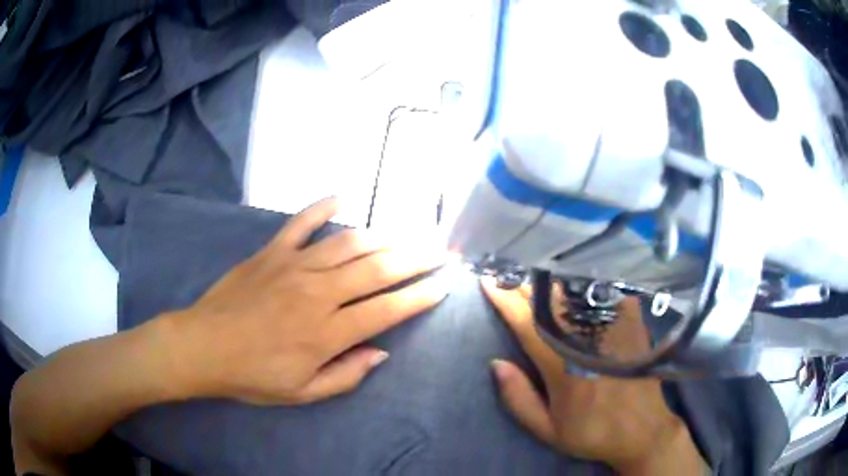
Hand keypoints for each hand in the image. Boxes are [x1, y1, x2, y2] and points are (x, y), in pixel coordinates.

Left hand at [163, 197, 448, 404]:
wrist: (203, 346)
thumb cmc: (252, 375)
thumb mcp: (302, 392)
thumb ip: (346, 375)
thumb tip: (381, 353)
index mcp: (327, 332)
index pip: (387, 310)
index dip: (420, 296)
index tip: (444, 284)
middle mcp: (318, 293)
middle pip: (377, 270)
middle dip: (415, 260)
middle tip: (440, 251)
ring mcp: (293, 266)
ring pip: (348, 244)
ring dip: (383, 237)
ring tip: (406, 235)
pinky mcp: (272, 252)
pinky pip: (301, 223)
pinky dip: (322, 207)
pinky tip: (343, 198)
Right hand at [481, 277, 704, 473]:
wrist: (643, 429)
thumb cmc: (592, 431)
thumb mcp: (548, 429)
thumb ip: (519, 399)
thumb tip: (496, 363)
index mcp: (563, 366)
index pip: (528, 323)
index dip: (505, 300)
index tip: (487, 281)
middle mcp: (588, 338)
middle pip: (550, 300)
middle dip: (524, 283)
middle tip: (506, 270)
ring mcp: (614, 325)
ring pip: (575, 290)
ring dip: (549, 278)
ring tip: (531, 270)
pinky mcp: (632, 319)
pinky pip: (603, 289)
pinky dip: (583, 280)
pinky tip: (572, 273)